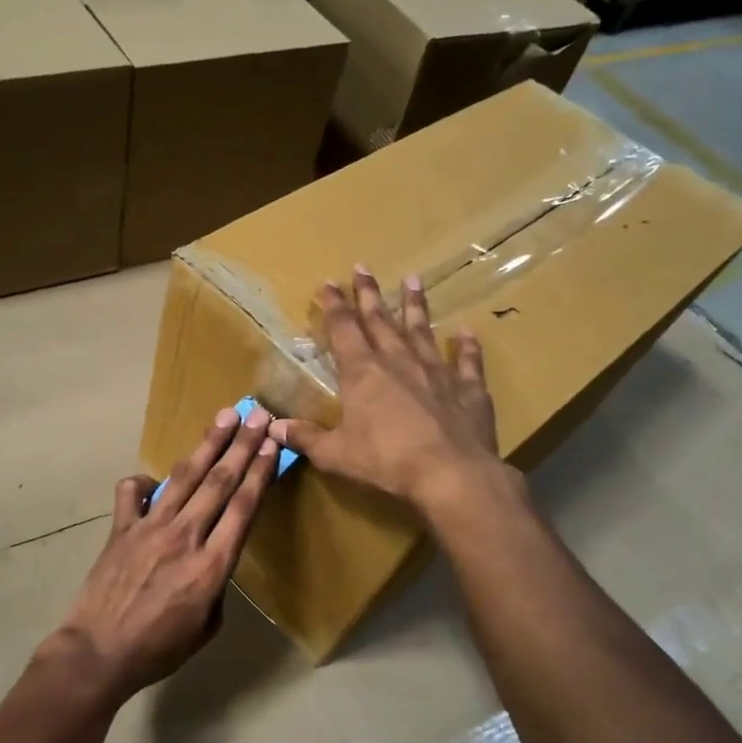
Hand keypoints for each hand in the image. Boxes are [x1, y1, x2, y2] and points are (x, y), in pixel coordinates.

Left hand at [49, 404, 279, 702]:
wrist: (99, 652)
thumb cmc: (159, 649)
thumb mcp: (207, 627)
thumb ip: (216, 585)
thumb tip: (212, 558)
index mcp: (212, 565)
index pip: (243, 507)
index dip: (259, 471)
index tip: (272, 444)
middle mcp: (184, 536)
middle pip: (219, 482)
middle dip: (241, 445)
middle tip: (257, 414)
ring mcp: (149, 527)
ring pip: (184, 477)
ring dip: (207, 445)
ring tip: (224, 417)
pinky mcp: (121, 528)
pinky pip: (132, 492)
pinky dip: (144, 481)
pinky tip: (154, 481)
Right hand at [274, 267, 516, 512]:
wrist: (451, 475)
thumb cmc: (385, 462)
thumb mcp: (335, 454)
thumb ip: (305, 438)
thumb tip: (273, 428)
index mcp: (362, 373)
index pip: (343, 329)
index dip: (334, 306)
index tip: (328, 283)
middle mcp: (398, 362)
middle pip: (380, 320)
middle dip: (369, 294)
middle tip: (363, 267)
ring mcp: (436, 372)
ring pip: (422, 330)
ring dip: (416, 305)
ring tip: (414, 279)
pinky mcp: (468, 389)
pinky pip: (467, 361)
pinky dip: (466, 346)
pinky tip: (467, 332)